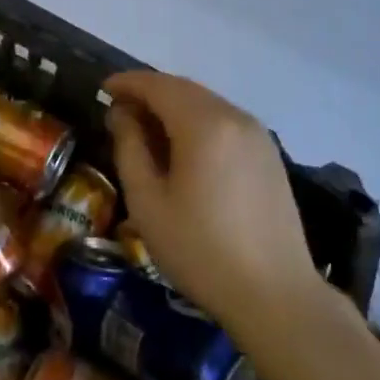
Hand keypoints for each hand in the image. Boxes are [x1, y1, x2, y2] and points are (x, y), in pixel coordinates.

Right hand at [105, 72, 322, 335]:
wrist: (276, 296)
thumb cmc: (201, 251)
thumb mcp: (148, 203)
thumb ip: (130, 148)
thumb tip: (122, 114)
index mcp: (204, 124)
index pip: (158, 85)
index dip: (128, 83)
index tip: (103, 89)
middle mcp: (234, 116)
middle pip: (184, 89)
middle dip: (150, 93)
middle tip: (120, 111)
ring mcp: (257, 134)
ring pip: (206, 103)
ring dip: (174, 106)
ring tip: (147, 130)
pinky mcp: (269, 153)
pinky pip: (225, 121)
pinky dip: (197, 121)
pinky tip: (184, 148)